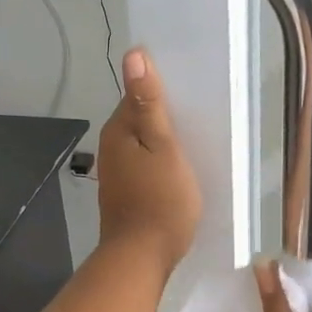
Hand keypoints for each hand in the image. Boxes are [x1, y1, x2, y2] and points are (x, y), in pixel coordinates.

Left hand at [97, 48, 200, 272]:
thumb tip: (133, 54)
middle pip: (139, 118)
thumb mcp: (163, 146)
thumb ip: (150, 103)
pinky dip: (160, 161)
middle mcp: (111, 147)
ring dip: (163, 140)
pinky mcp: (125, 192)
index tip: (192, 92)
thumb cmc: (160, 200)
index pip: (138, 94)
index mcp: (119, 130)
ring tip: (195, 140)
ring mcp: (116, 172)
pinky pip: (144, 164)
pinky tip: (178, 168)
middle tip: (200, 115)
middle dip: (164, 115)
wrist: (142, 257)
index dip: (163, 91)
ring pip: (142, 143)